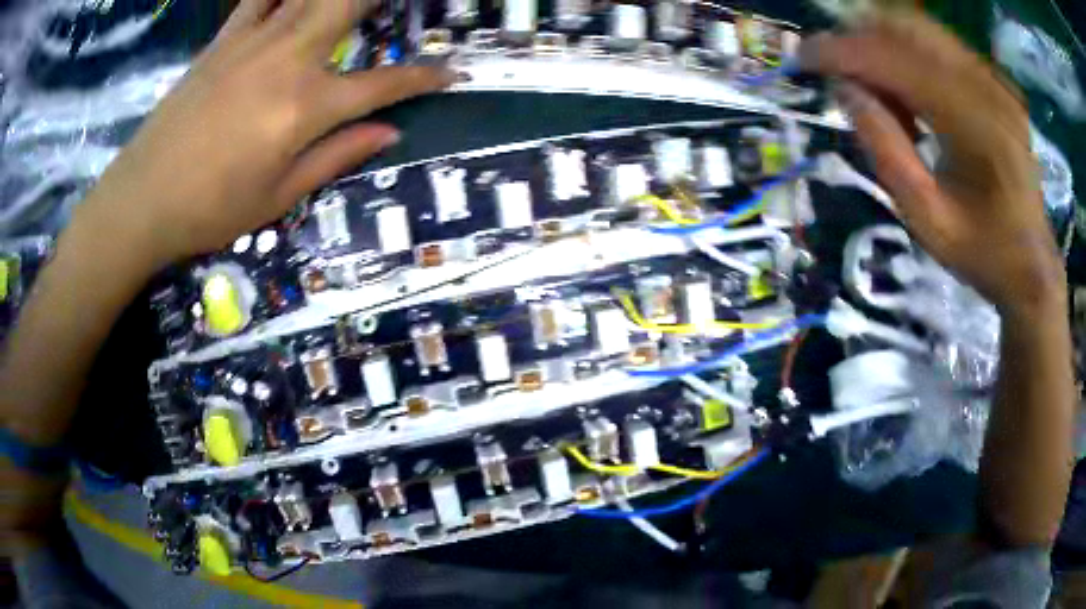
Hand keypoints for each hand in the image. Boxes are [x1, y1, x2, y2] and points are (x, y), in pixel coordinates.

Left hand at [83, 0, 454, 268]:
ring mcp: (252, 43)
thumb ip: (338, 156)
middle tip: (397, 6)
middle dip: (380, 0)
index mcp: (306, 107)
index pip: (383, 84)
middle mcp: (287, 60)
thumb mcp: (278, 197)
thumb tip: (390, 132)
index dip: (424, 78)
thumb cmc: (210, 210)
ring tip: (347, 5)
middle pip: (349, 5)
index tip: (453, 73)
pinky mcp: (223, 41)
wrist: (141, 199)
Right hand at [800, 13, 1064, 319]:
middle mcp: (987, 88)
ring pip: (923, 30)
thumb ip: (885, 151)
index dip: (844, 51)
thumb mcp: (928, 221)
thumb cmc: (985, 254)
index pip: (896, 60)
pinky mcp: (995, 84)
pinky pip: (941, 47)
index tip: (804, 58)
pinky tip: (909, 95)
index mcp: (976, 126)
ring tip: (875, 88)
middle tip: (838, 70)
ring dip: (885, 45)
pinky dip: (911, 56)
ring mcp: (994, 82)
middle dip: (862, 37)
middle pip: (908, 27)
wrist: (1034, 267)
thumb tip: (844, 90)